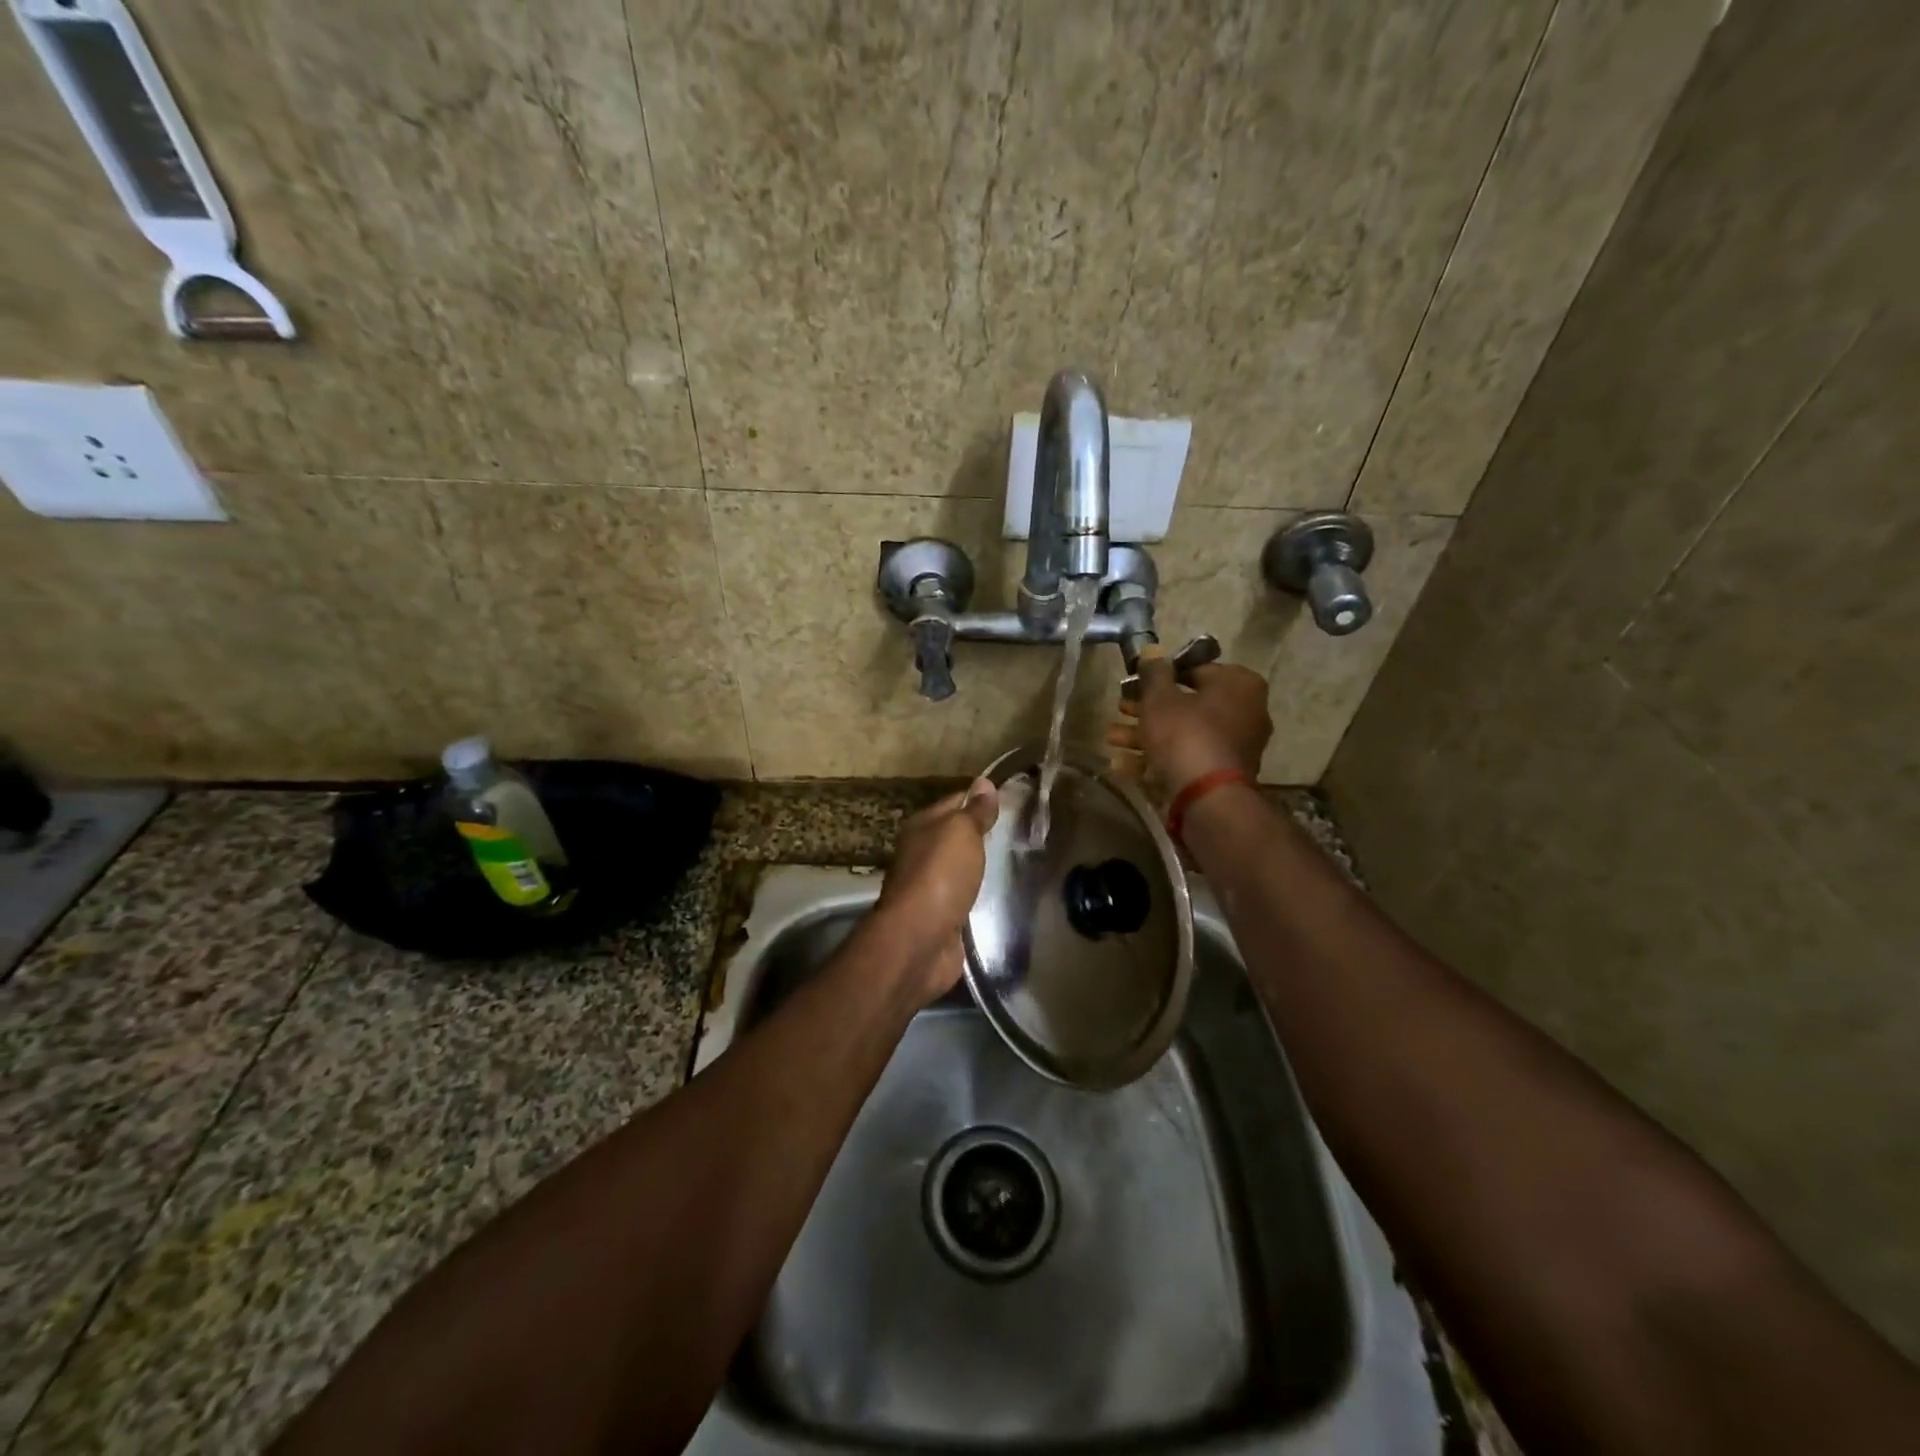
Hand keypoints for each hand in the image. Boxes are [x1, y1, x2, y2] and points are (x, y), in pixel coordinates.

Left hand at [874, 778, 999, 1000]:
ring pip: (962, 869)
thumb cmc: (939, 877)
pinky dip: (980, 896)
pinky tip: (1003, 896)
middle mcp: (921, 854)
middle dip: (985, 835)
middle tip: (1025, 833)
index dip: (982, 799)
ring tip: (1020, 863)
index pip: (956, 802)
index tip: (1016, 800)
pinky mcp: (942, 918)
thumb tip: (984, 782)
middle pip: (957, 837)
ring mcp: (931, 888)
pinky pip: (965, 899)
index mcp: (922, 827)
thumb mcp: (961, 833)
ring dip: (983, 867)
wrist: (920, 941)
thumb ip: (974, 811)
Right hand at [1107, 656, 1271, 803]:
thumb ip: (1154, 673)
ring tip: (1111, 737)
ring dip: (1144, 735)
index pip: (1195, 669)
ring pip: (1182, 733)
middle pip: (1186, 704)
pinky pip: (1185, 758)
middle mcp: (1244, 712)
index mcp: (1238, 685)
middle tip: (1120, 708)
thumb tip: (1152, 650)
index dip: (1160, 676)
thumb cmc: (1185, 734)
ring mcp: (1234, 746)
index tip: (1135, 683)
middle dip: (1147, 709)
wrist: (1206, 797)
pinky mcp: (1220, 774)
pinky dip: (1156, 759)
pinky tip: (1122, 764)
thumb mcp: (1160, 698)